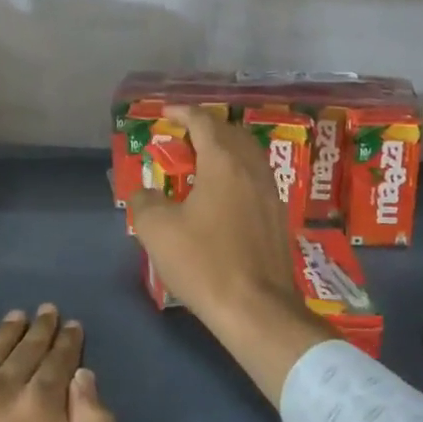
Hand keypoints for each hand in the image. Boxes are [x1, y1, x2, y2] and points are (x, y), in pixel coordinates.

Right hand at [128, 106, 333, 403]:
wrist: (256, 309)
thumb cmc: (204, 262)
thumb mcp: (157, 230)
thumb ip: (145, 201)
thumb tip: (144, 193)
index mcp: (223, 163)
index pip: (203, 123)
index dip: (183, 113)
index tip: (165, 113)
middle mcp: (252, 169)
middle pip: (231, 133)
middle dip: (206, 128)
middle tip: (182, 136)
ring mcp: (270, 193)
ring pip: (248, 154)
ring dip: (225, 148)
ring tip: (202, 160)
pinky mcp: (278, 217)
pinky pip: (256, 177)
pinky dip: (237, 171)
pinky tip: (224, 192)